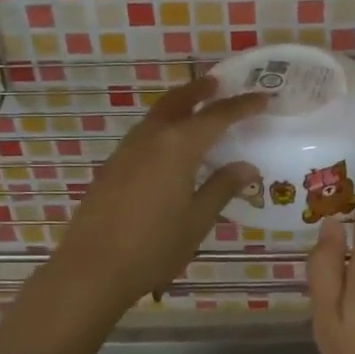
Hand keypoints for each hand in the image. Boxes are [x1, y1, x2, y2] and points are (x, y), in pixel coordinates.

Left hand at [40, 75, 267, 320]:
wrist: (91, 268)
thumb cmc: (153, 247)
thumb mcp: (197, 220)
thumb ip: (222, 188)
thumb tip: (247, 167)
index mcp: (177, 146)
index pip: (216, 116)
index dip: (242, 106)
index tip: (263, 98)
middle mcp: (150, 138)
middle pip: (178, 101)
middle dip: (200, 91)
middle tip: (219, 84)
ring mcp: (126, 150)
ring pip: (157, 115)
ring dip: (179, 106)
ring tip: (197, 111)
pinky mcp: (112, 166)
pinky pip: (144, 134)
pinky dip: (163, 126)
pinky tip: (169, 147)